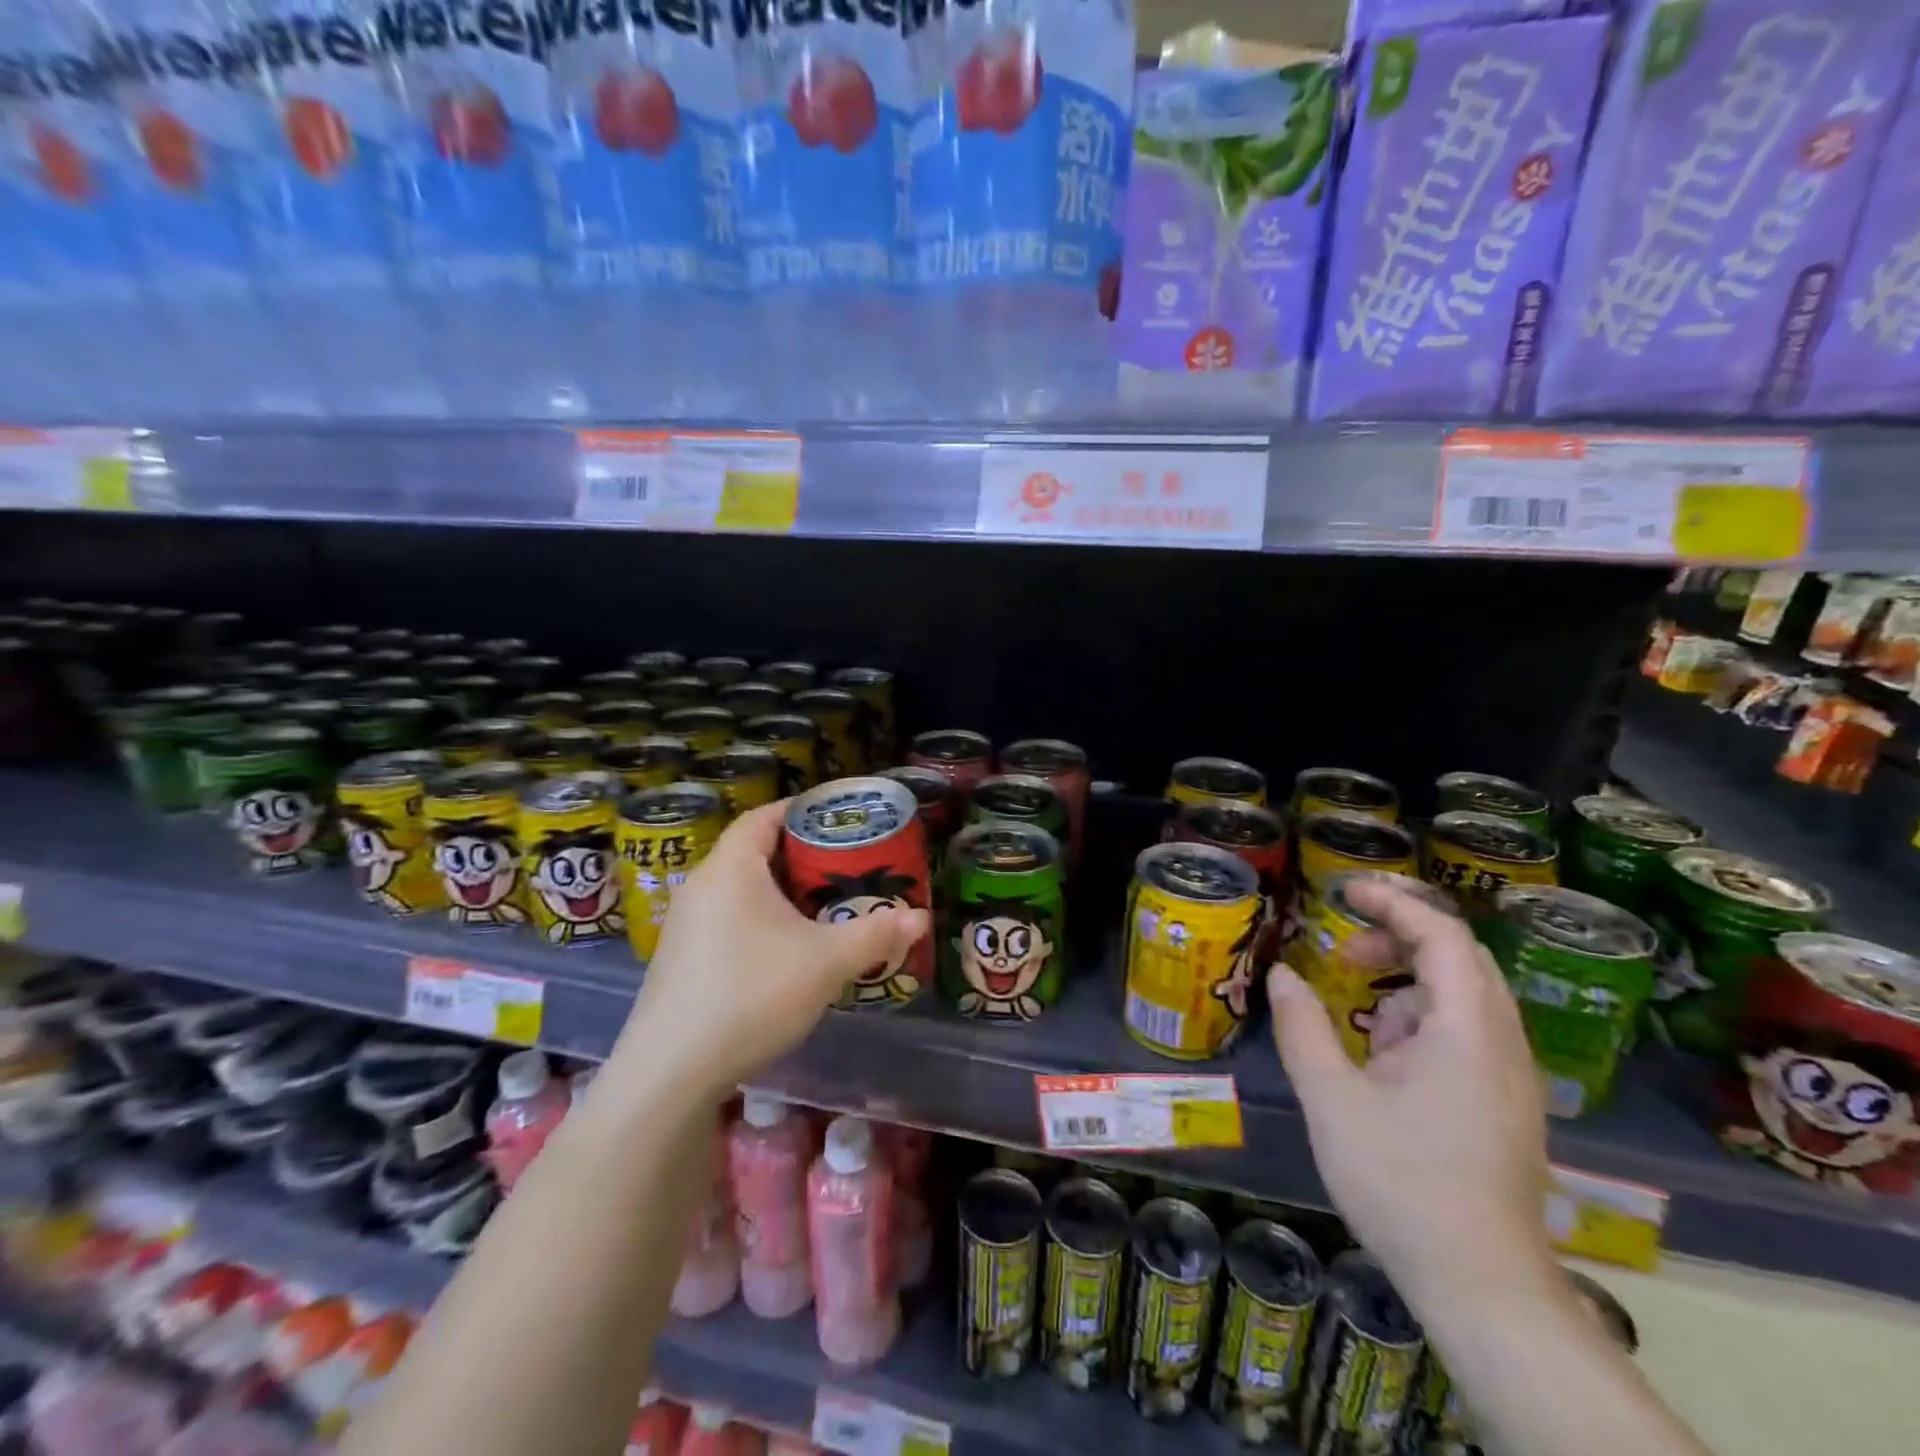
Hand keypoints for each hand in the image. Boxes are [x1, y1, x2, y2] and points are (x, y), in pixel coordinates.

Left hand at [606, 801, 929, 1103]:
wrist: (671, 1073)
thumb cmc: (751, 996)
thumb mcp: (825, 963)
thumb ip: (875, 935)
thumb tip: (921, 919)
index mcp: (730, 869)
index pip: (763, 816)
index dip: (801, 810)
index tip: (838, 817)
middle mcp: (701, 886)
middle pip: (754, 851)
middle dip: (801, 855)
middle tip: (844, 865)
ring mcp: (685, 924)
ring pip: (741, 889)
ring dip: (781, 891)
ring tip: (824, 905)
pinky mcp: (681, 958)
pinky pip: (727, 918)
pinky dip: (760, 918)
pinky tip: (787, 949)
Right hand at [1267, 879, 1554, 1306]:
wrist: (1481, 1286)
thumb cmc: (1401, 1181)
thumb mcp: (1332, 1098)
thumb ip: (1303, 1027)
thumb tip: (1281, 975)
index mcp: (1467, 1031)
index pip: (1442, 936)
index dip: (1395, 903)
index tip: (1345, 891)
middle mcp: (1502, 1044)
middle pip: (1459, 959)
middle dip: (1400, 939)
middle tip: (1344, 947)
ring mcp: (1512, 1078)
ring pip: (1463, 999)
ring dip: (1407, 985)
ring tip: (1357, 1017)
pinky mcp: (1507, 1106)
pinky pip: (1466, 1036)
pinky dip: (1421, 1023)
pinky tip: (1383, 1064)